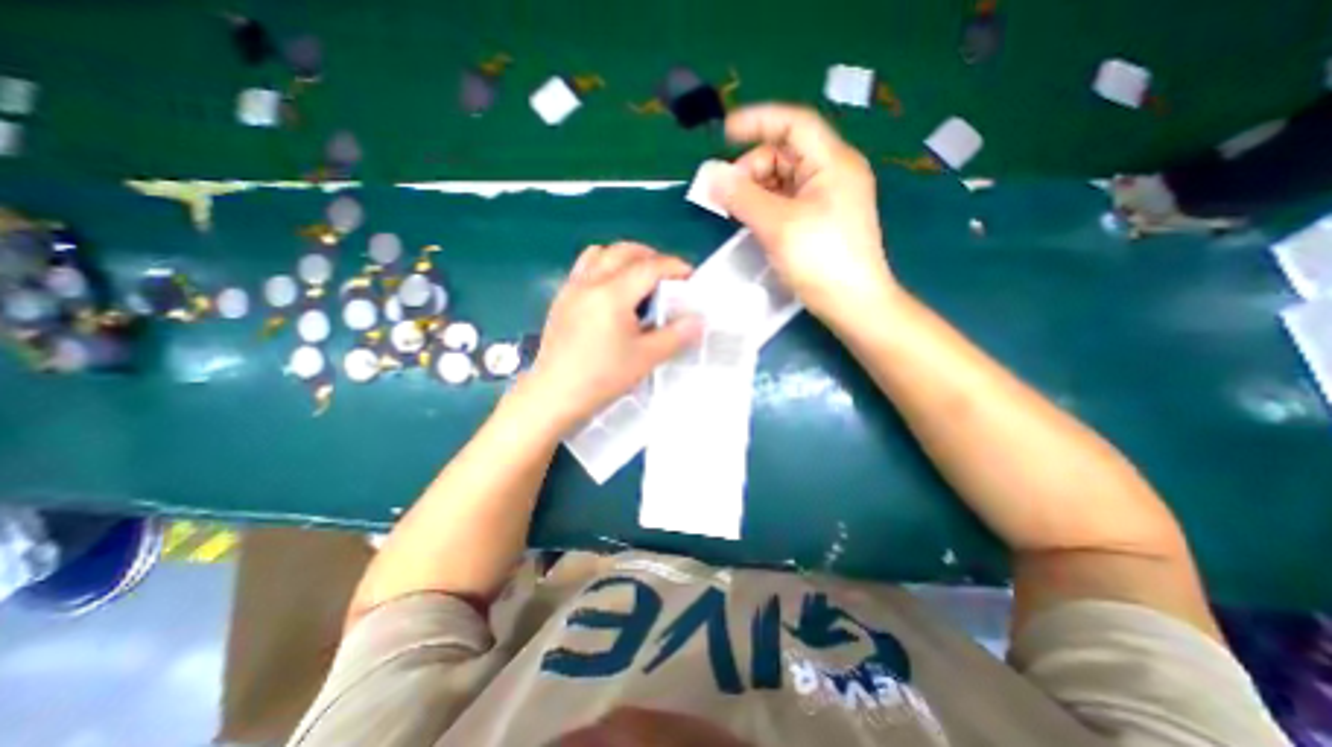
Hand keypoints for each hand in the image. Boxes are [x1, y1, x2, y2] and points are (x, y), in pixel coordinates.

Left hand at [517, 243, 705, 433]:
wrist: (554, 395)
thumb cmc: (601, 378)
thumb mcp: (646, 358)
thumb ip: (676, 336)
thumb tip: (697, 321)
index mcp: (613, 294)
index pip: (650, 267)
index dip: (675, 268)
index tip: (690, 278)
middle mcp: (590, 282)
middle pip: (625, 251)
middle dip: (652, 257)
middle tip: (668, 277)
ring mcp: (572, 288)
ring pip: (601, 253)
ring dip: (625, 257)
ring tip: (640, 279)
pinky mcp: (561, 299)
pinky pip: (584, 267)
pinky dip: (604, 266)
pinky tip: (612, 292)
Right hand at [708, 103, 892, 322]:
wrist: (853, 304)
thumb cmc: (820, 260)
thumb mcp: (777, 225)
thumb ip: (742, 197)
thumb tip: (710, 176)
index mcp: (832, 162)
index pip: (794, 123)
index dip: (758, 121)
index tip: (723, 133)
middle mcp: (833, 173)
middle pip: (786, 153)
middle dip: (752, 167)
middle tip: (726, 193)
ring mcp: (828, 198)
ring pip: (784, 179)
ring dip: (756, 188)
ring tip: (733, 209)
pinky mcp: (821, 220)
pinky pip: (788, 201)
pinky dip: (766, 205)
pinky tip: (750, 219)